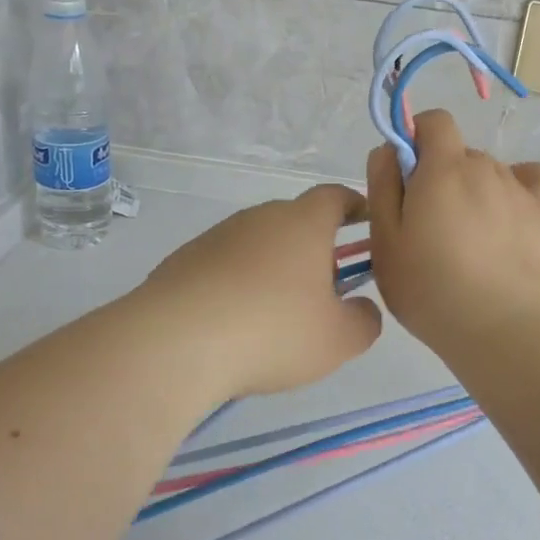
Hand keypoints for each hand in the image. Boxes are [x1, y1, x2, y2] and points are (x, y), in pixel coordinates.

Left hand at [141, 185, 383, 397]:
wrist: (175, 343)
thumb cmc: (272, 331)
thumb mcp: (338, 339)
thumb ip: (364, 321)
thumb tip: (363, 309)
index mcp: (304, 223)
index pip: (335, 196)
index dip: (354, 205)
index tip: (364, 221)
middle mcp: (260, 217)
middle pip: (295, 220)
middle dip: (314, 246)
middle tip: (324, 287)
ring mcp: (218, 236)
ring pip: (258, 244)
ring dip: (273, 267)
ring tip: (276, 313)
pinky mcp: (184, 260)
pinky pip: (224, 265)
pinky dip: (237, 284)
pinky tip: (234, 322)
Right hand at [366, 109, 539, 364]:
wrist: (504, 329)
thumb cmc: (431, 289)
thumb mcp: (386, 241)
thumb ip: (383, 186)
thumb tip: (390, 150)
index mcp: (443, 168)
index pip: (434, 120)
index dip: (417, 138)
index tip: (406, 177)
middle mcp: (485, 166)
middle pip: (459, 153)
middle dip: (441, 176)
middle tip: (429, 227)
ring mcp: (520, 189)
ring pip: (490, 172)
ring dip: (475, 190)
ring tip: (470, 241)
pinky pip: (534, 179)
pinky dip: (520, 187)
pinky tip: (509, 214)